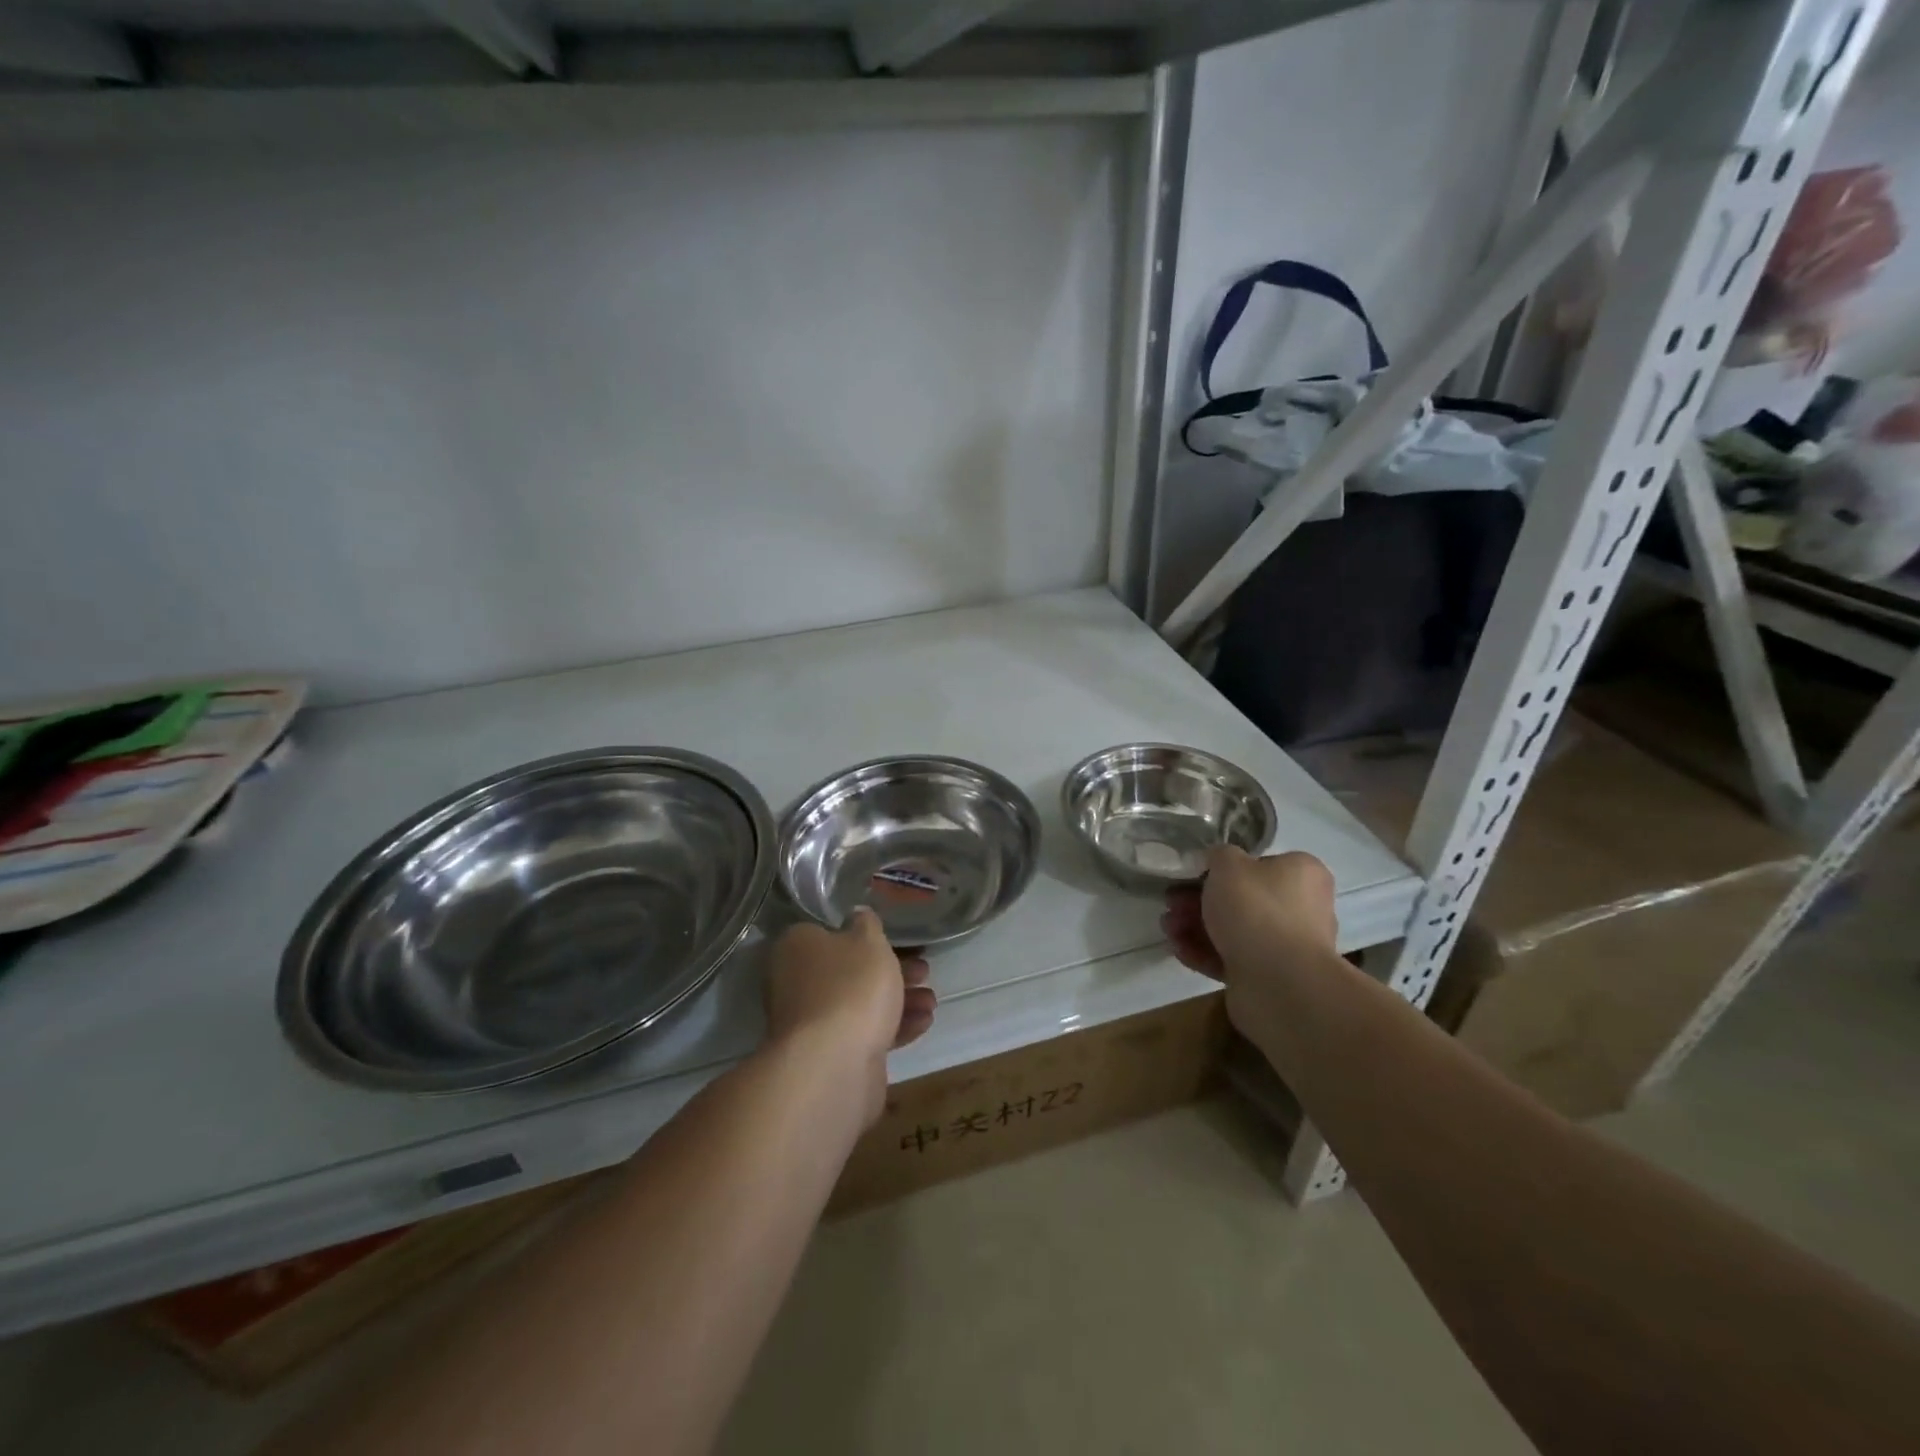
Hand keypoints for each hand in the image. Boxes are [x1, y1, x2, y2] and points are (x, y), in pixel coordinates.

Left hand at [764, 909, 935, 1123]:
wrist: (833, 1064)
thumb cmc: (850, 986)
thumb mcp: (868, 941)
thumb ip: (866, 924)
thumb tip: (857, 915)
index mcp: (797, 948)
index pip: (828, 933)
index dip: (864, 936)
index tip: (896, 940)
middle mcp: (797, 983)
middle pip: (848, 971)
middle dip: (890, 971)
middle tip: (923, 970)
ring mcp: (812, 1023)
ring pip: (860, 1004)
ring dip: (898, 1000)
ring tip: (931, 1001)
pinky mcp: (830, 1056)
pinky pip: (865, 1033)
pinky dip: (893, 1027)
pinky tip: (923, 1023)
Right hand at [1162, 849, 1337, 1036]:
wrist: (1279, 983)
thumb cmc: (1256, 909)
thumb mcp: (1229, 864)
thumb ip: (1219, 855)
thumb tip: (1218, 862)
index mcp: (1302, 875)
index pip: (1260, 864)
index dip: (1222, 868)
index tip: (1192, 873)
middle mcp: (1301, 908)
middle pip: (1241, 899)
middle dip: (1198, 900)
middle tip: (1170, 902)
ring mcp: (1286, 946)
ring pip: (1233, 930)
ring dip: (1195, 926)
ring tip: (1168, 928)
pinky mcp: (1269, 977)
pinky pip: (1231, 958)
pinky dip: (1204, 952)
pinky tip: (1178, 949)